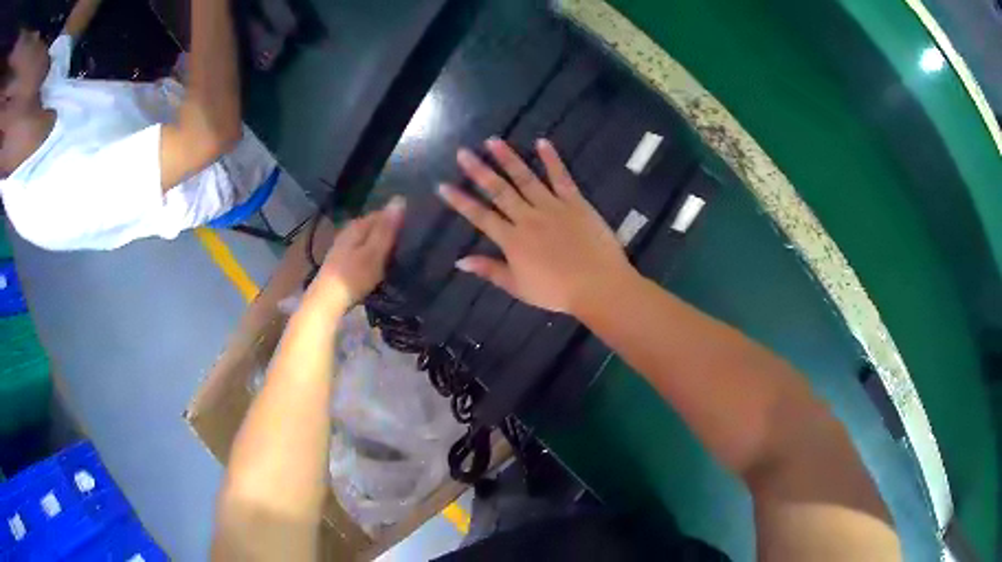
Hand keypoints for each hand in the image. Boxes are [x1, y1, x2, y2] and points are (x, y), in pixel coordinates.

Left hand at [311, 197, 404, 309]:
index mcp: (358, 225)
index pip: (383, 213)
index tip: (414, 231)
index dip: (399, 220)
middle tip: (409, 245)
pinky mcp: (341, 260)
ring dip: (381, 244)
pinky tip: (379, 265)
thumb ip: (387, 227)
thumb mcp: (375, 252)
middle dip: (390, 232)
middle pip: (374, 226)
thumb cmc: (354, 276)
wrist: (327, 301)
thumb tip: (400, 199)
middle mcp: (349, 230)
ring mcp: (343, 245)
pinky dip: (372, 254)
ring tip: (397, 255)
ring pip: (368, 239)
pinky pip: (362, 250)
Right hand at [438, 138, 634, 314]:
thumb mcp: (518, 287)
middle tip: (463, 152)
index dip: (460, 201)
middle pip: (499, 191)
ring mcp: (552, 207)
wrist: (598, 285)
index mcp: (512, 240)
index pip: (480, 216)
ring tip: (493, 141)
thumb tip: (460, 261)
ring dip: (508, 158)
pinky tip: (542, 142)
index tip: (443, 185)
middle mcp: (527, 218)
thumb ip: (490, 270)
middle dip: (479, 171)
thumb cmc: (557, 292)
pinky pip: (561, 177)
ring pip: (525, 178)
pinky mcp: (575, 202)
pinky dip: (552, 159)